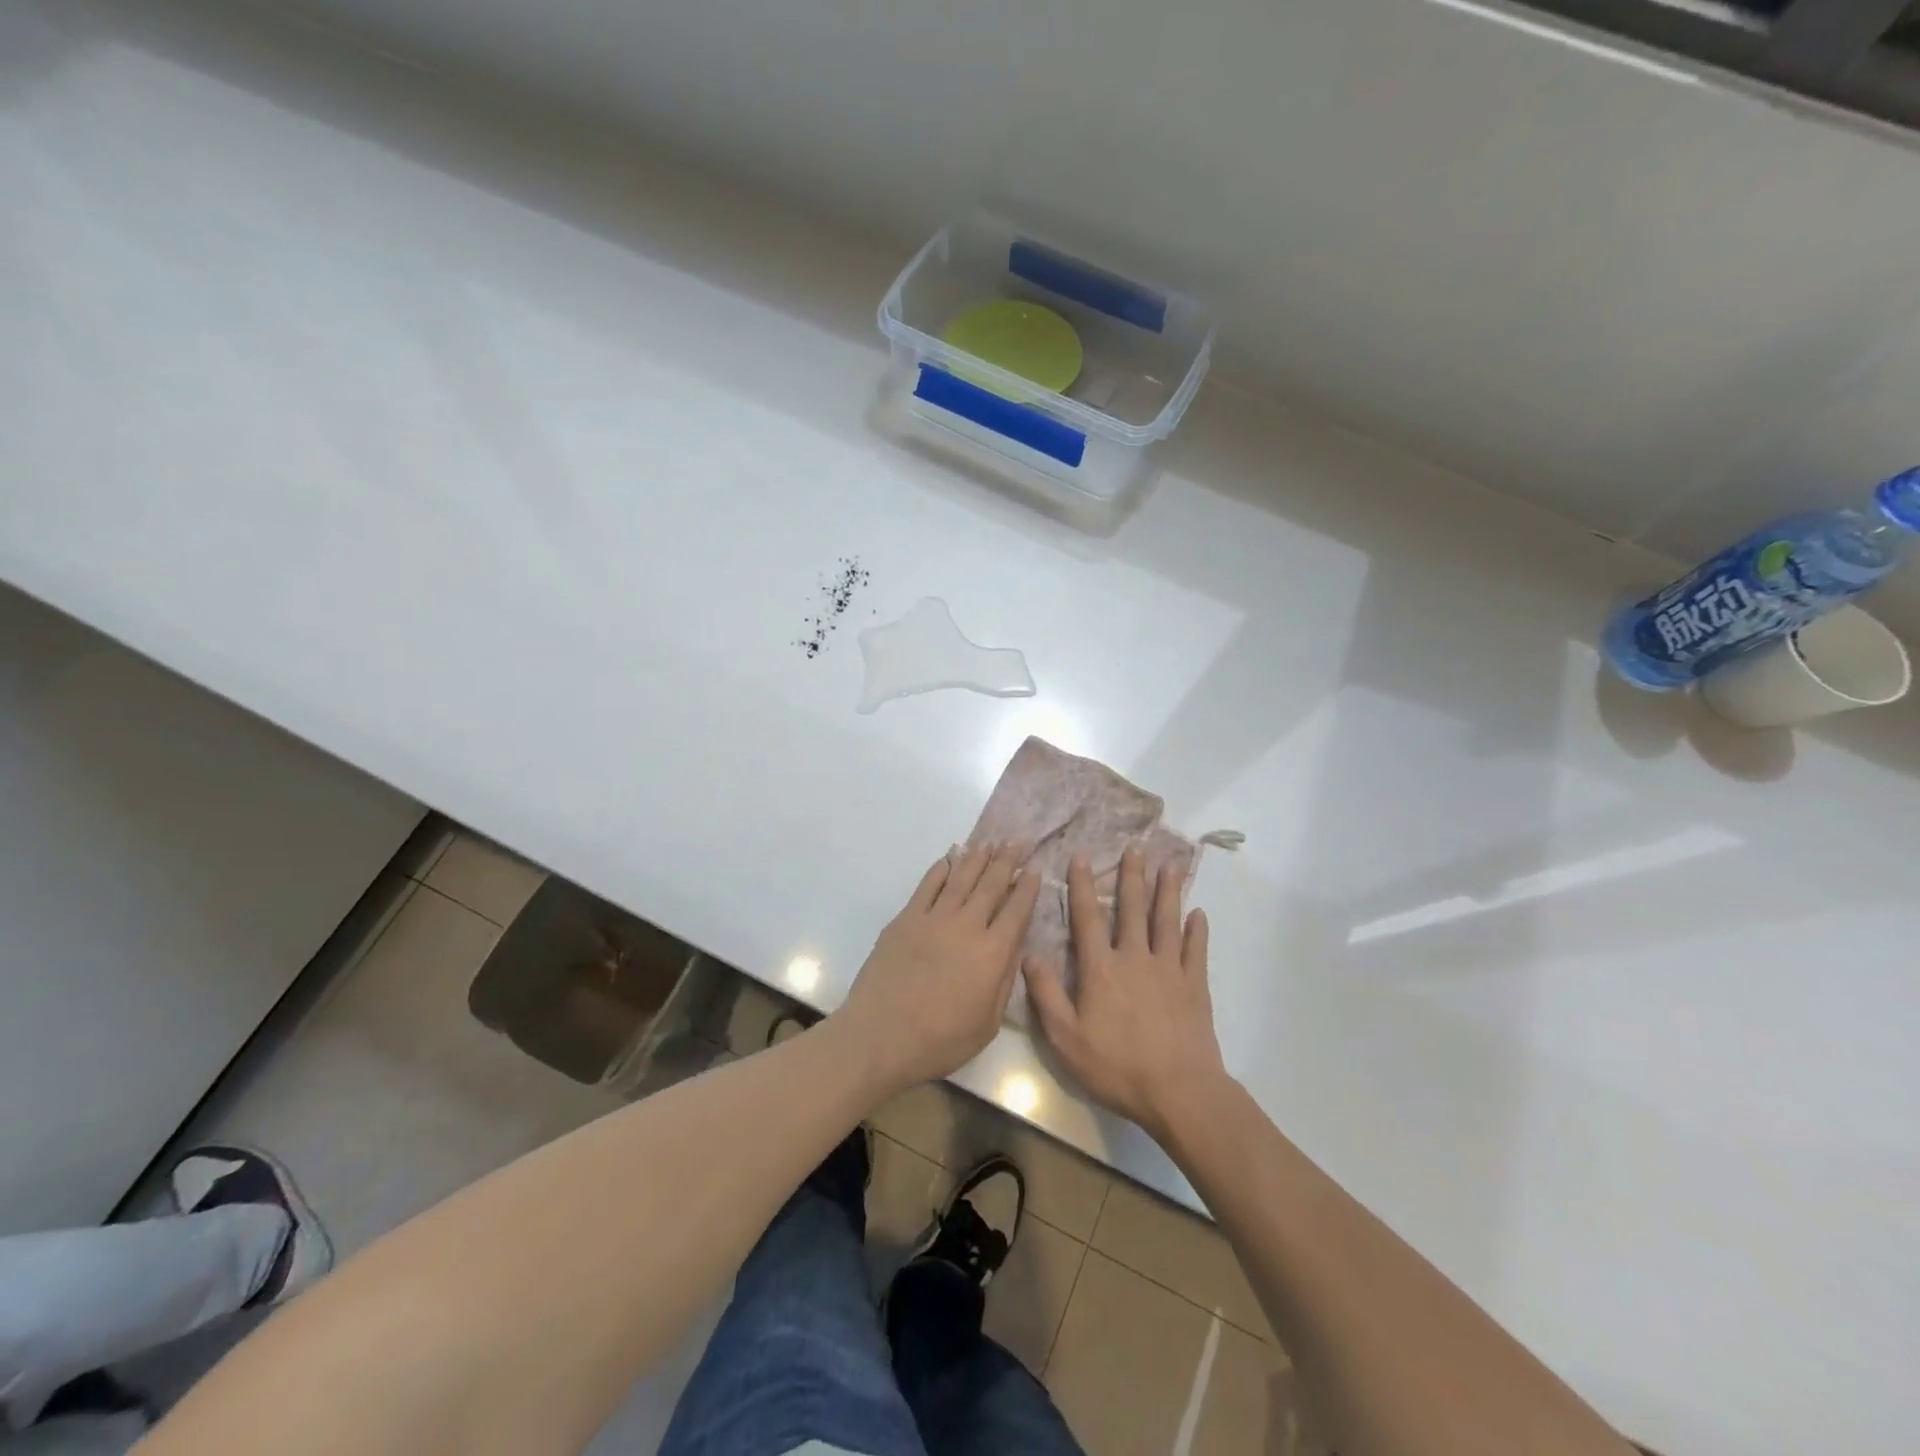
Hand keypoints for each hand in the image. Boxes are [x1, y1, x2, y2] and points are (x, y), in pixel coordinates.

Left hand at [834, 842, 1041, 1093]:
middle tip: (1016, 842)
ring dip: (976, 858)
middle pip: (991, 886)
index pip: (1016, 911)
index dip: (1027, 888)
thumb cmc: (940, 1041)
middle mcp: (966, 926)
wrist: (880, 1036)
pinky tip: (950, 859)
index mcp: (992, 953)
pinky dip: (941, 869)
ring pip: (961, 879)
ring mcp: (933, 918)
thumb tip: (1016, 946)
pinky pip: (927, 886)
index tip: (1034, 869)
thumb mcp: (987, 1023)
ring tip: (989, 842)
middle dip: (1006, 862)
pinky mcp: (905, 919)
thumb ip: (1005, 980)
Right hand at [1024, 847, 1228, 1140]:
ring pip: (1167, 921)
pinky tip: (1199, 914)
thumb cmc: (1116, 1067)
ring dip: (1167, 891)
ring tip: (1170, 865)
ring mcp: (1169, 970)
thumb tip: (1028, 954)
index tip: (1082, 856)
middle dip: (1132, 876)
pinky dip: (1198, 931)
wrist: (1178, 1092)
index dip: (1082, 885)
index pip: (1088, 918)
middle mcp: (1135, 958)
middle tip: (1136, 847)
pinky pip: (1197, 951)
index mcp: (1101, 969)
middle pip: (1132, 909)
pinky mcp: (1195, 986)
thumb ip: (1046, 994)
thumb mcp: (1066, 1038)